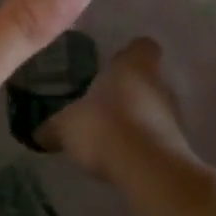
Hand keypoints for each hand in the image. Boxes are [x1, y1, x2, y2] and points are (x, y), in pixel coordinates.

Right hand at [40, 37, 191, 181]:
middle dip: (127, 90)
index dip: (128, 54)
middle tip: (101, 103)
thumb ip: (52, 128)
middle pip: (147, 78)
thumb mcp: (66, 126)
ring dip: (136, 118)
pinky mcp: (178, 144)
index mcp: (133, 65)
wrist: (147, 168)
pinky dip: (142, 143)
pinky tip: (121, 157)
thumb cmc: (104, 126)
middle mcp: (159, 82)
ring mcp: (174, 114)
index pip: (141, 46)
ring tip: (109, 134)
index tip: (111, 65)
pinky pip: (157, 136)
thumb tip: (38, 134)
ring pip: (153, 108)